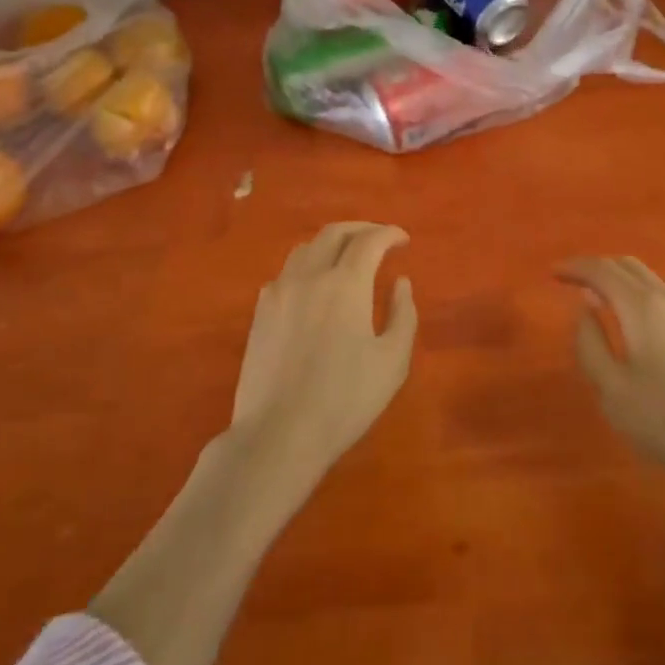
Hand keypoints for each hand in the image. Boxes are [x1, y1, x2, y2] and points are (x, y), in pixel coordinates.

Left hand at [229, 221, 418, 491]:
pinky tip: (315, 286)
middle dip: (361, 230)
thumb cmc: (344, 400)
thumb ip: (403, 314)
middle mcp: (309, 276)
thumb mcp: (392, 362)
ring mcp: (279, 291)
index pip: (369, 240)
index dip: (389, 234)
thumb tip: (400, 282)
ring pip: (306, 248)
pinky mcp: (261, 312)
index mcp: (345, 283)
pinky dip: (308, 265)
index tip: (403, 240)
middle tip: (379, 240)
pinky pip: (286, 272)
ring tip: (347, 257)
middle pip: (334, 233)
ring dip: (331, 243)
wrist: (278, 435)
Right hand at [560, 257, 664, 516]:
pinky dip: (636, 292)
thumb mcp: (613, 391)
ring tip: (597, 298)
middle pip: (625, 265)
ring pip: (646, 277)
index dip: (574, 267)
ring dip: (617, 279)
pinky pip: (660, 293)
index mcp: (641, 307)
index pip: (601, 270)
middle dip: (595, 267)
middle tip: (572, 282)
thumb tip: (585, 308)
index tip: (553, 272)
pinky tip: (630, 318)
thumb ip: (590, 344)